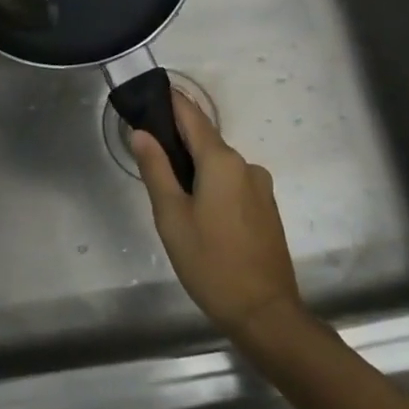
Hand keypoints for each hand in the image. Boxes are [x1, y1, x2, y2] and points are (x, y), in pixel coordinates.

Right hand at [132, 93, 302, 341]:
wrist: (266, 313)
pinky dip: (213, 185)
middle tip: (148, 153)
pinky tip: (199, 212)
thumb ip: (156, 170)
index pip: (191, 115)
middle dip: (178, 140)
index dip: (170, 101)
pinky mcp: (266, 208)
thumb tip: (141, 132)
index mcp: (221, 161)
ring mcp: (260, 186)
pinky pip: (233, 183)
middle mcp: (245, 164)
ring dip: (196, 168)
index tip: (148, 94)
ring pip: (219, 164)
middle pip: (205, 140)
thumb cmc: (211, 263)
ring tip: (171, 192)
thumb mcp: (172, 217)